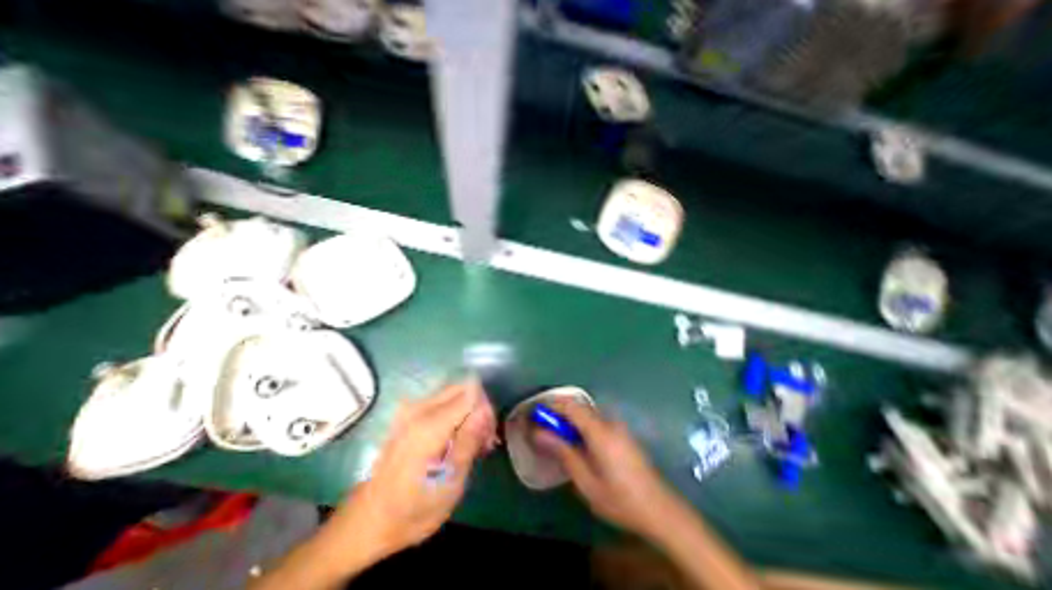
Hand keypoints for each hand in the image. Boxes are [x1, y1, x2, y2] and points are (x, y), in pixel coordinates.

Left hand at [327, 382, 498, 561]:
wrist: (369, 519)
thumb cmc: (413, 509)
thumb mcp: (450, 483)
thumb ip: (469, 441)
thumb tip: (485, 410)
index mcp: (430, 425)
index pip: (472, 392)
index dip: (485, 411)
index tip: (486, 438)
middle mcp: (419, 407)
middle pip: (464, 387)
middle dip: (478, 409)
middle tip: (481, 441)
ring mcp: (411, 408)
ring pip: (455, 393)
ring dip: (468, 411)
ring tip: (469, 442)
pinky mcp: (408, 412)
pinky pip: (442, 401)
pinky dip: (455, 414)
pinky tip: (454, 438)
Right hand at [536, 399, 677, 540]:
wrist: (660, 510)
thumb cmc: (620, 499)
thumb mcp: (586, 481)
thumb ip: (563, 452)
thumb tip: (538, 433)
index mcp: (600, 431)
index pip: (570, 406)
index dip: (550, 406)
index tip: (534, 415)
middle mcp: (609, 421)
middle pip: (578, 406)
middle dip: (557, 411)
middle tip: (541, 427)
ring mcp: (617, 426)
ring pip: (586, 412)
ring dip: (568, 418)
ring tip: (555, 435)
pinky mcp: (621, 432)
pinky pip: (595, 420)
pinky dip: (580, 424)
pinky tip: (576, 442)